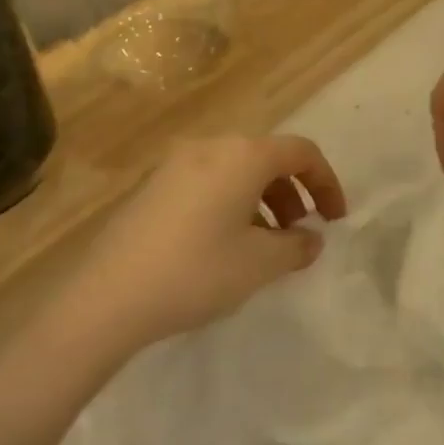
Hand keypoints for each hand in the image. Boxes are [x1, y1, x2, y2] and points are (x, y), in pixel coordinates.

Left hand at [78, 135, 347, 344]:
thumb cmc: (197, 271)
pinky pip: (208, 183)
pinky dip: (232, 203)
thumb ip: (297, 246)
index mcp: (242, 156)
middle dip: (294, 192)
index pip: (301, 152)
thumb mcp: (260, 263)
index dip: (327, 182)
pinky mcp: (152, 187)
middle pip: (267, 158)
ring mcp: (175, 164)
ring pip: (236, 171)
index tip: (336, 219)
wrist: (108, 297)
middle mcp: (210, 148)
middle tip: (300, 231)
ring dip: (263, 199)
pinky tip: (226, 244)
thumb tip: (310, 238)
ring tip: (265, 243)